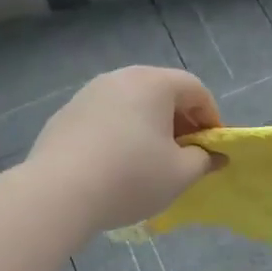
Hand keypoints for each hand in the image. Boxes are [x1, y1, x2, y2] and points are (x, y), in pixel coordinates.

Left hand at [29, 66, 220, 231]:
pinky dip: (119, 133)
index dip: (210, 117)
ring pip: (131, 103)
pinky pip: (104, 117)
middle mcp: (121, 77)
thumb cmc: (131, 177)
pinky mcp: (65, 114)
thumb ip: (203, 161)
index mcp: (154, 83)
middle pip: (162, 92)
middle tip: (185, 154)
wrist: (57, 193)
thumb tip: (214, 156)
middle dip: (180, 121)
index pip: (195, 89)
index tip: (212, 147)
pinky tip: (114, 165)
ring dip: (148, 126)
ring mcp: (89, 93)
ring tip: (150, 160)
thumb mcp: (179, 174)